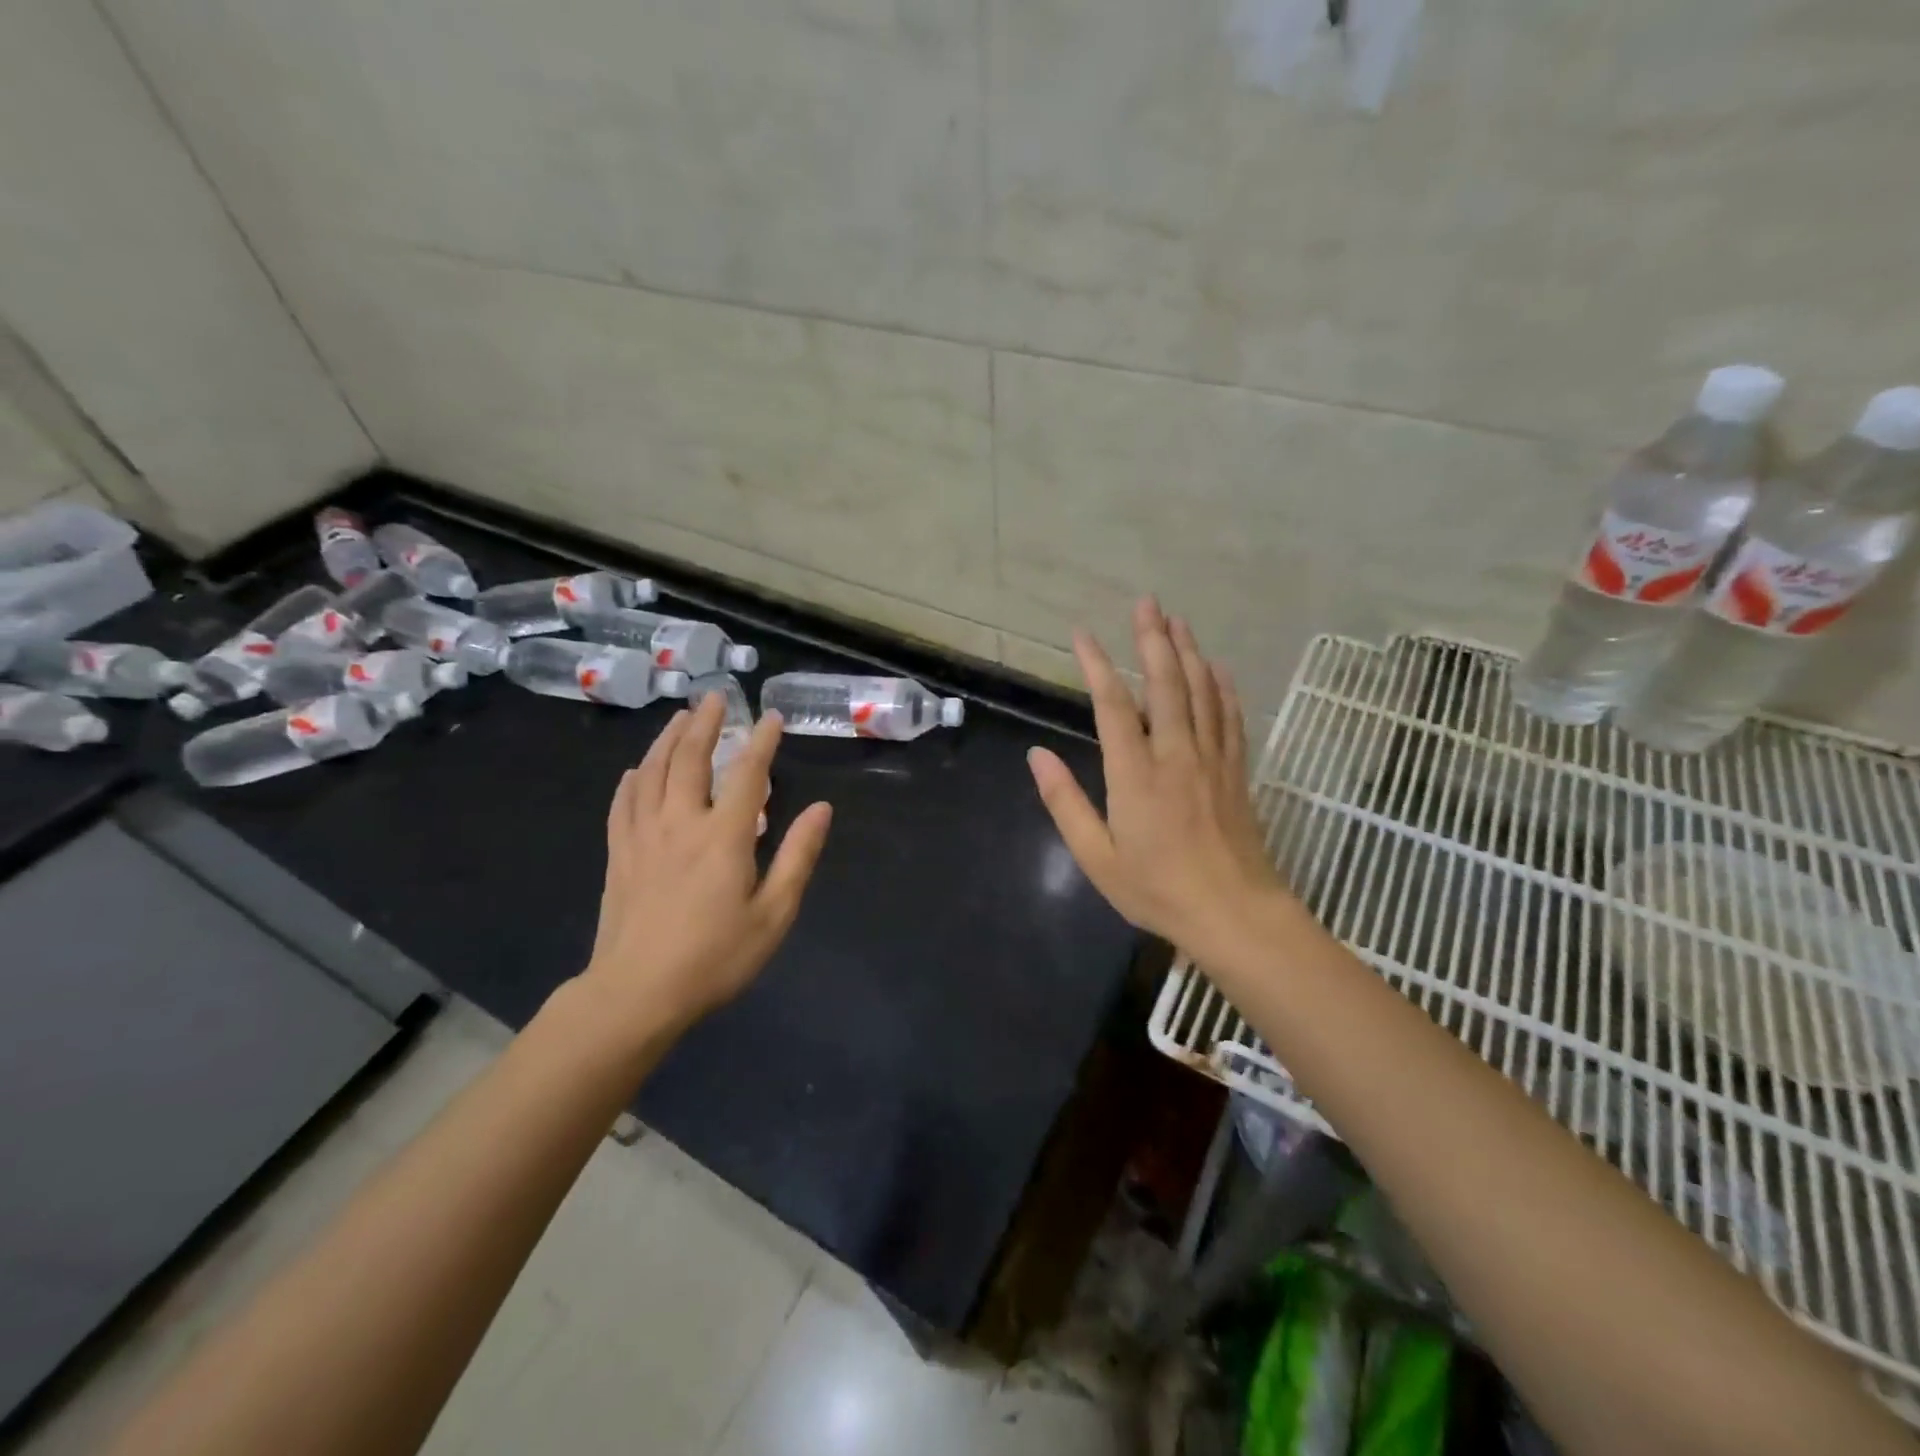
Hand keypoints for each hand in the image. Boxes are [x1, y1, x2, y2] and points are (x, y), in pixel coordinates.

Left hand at [580, 693, 832, 1040]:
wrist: (637, 994)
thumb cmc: (715, 957)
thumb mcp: (773, 914)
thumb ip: (798, 857)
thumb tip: (822, 809)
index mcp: (724, 836)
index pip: (747, 775)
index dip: (762, 743)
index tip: (771, 717)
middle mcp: (681, 823)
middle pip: (690, 759)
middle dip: (704, 724)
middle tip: (715, 697)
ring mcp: (643, 836)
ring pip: (652, 772)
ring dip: (667, 739)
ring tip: (679, 718)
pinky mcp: (619, 855)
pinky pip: (623, 803)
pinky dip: (631, 779)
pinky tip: (635, 770)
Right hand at [1027, 597, 1283, 964]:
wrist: (1234, 914)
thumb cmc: (1158, 890)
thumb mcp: (1097, 857)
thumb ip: (1066, 803)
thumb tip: (1037, 756)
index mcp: (1135, 775)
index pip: (1113, 706)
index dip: (1097, 665)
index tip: (1083, 635)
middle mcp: (1175, 755)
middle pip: (1166, 684)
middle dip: (1153, 640)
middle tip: (1146, 603)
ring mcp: (1211, 760)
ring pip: (1202, 692)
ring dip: (1188, 652)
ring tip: (1176, 620)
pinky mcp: (1236, 771)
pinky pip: (1230, 717)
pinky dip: (1223, 687)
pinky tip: (1218, 668)